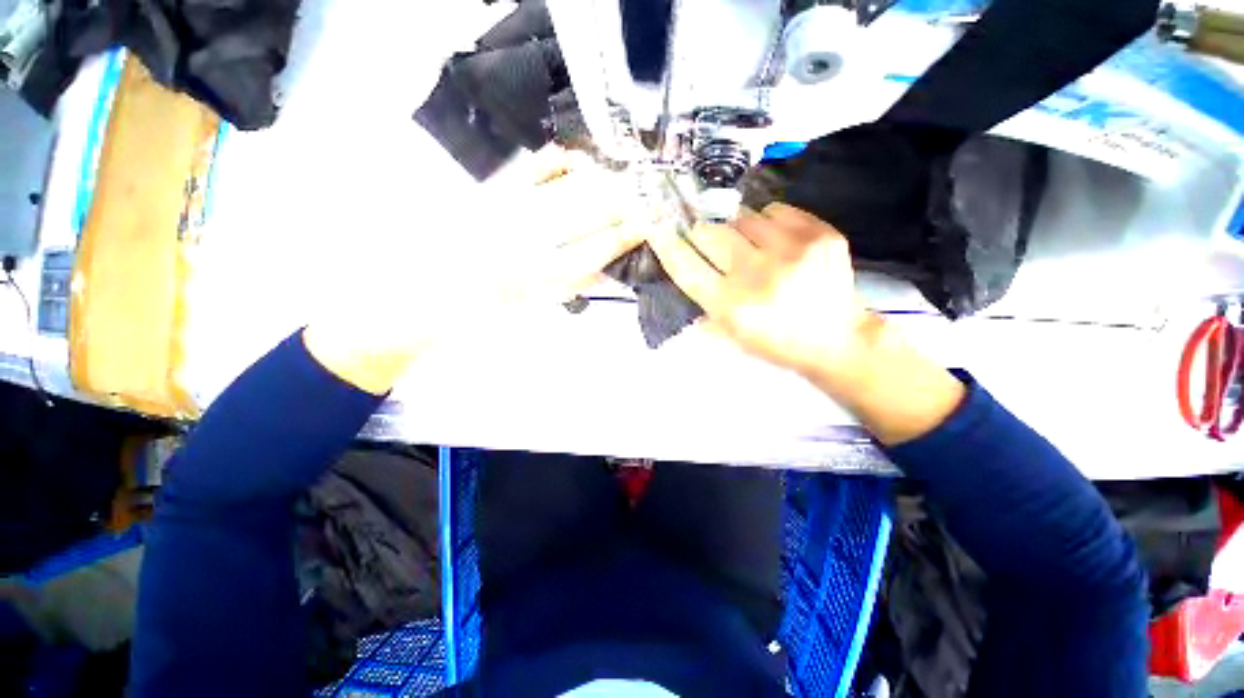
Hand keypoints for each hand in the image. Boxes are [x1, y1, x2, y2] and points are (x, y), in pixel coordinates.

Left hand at [303, 149, 649, 394]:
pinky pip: (535, 167)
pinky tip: (576, 163)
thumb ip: (574, 285)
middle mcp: (531, 239)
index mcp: (543, 276)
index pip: (600, 247)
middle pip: (591, 210)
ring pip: (570, 185)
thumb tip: (609, 269)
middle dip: (625, 201)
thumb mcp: (533, 307)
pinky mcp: (489, 191)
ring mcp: (509, 209)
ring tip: (619, 179)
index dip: (630, 233)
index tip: (651, 222)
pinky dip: (561, 161)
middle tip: (646, 195)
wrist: (416, 298)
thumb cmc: (480, 314)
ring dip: (601, 179)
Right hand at [647, 202, 965, 444]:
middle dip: (700, 231)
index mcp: (730, 305)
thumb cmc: (775, 343)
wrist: (836, 339)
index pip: (684, 266)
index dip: (666, 243)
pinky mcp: (818, 235)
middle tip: (705, 234)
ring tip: (749, 244)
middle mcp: (755, 275)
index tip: (657, 226)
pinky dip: (768, 220)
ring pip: (742, 216)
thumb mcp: (730, 336)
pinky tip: (775, 239)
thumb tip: (682, 266)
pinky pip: (775, 210)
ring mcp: (790, 251)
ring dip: (737, 228)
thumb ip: (701, 306)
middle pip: (709, 233)